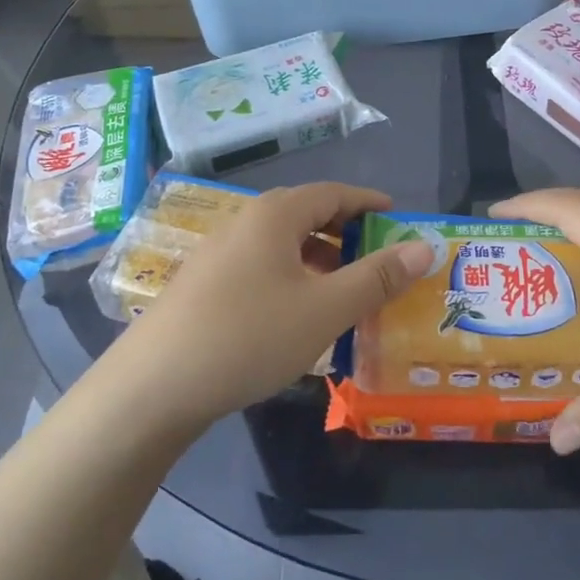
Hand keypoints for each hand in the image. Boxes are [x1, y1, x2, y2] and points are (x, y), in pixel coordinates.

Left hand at [109, 183, 436, 430]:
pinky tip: (299, 316)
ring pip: (282, 246)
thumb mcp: (325, 309)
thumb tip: (424, 247)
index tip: (398, 217)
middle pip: (307, 215)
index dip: (369, 203)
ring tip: (346, 292)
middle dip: (346, 234)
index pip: (333, 193)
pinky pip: (261, 268)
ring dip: (319, 261)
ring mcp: (219, 254)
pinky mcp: (204, 285)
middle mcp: (245, 223)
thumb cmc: (250, 336)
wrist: (154, 386)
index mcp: (275, 215)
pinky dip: (292, 280)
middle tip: (379, 260)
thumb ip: (377, 277)